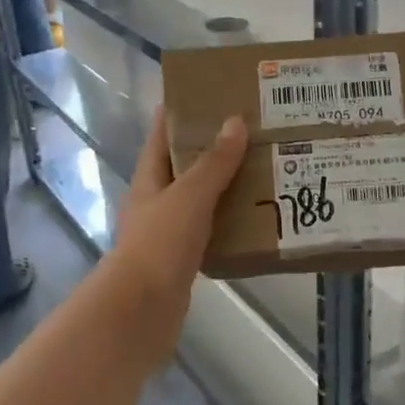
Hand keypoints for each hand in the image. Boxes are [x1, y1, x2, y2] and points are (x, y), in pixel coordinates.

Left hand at [111, 107, 247, 305]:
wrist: (143, 309)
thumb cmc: (160, 243)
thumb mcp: (189, 196)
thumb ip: (214, 162)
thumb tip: (235, 122)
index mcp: (148, 179)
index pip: (162, 137)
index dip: (180, 114)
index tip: (208, 95)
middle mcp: (155, 202)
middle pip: (183, 167)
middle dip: (212, 149)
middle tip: (250, 132)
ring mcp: (167, 232)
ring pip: (199, 200)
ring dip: (224, 186)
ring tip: (261, 169)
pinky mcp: (182, 259)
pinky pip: (209, 230)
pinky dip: (228, 221)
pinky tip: (255, 217)